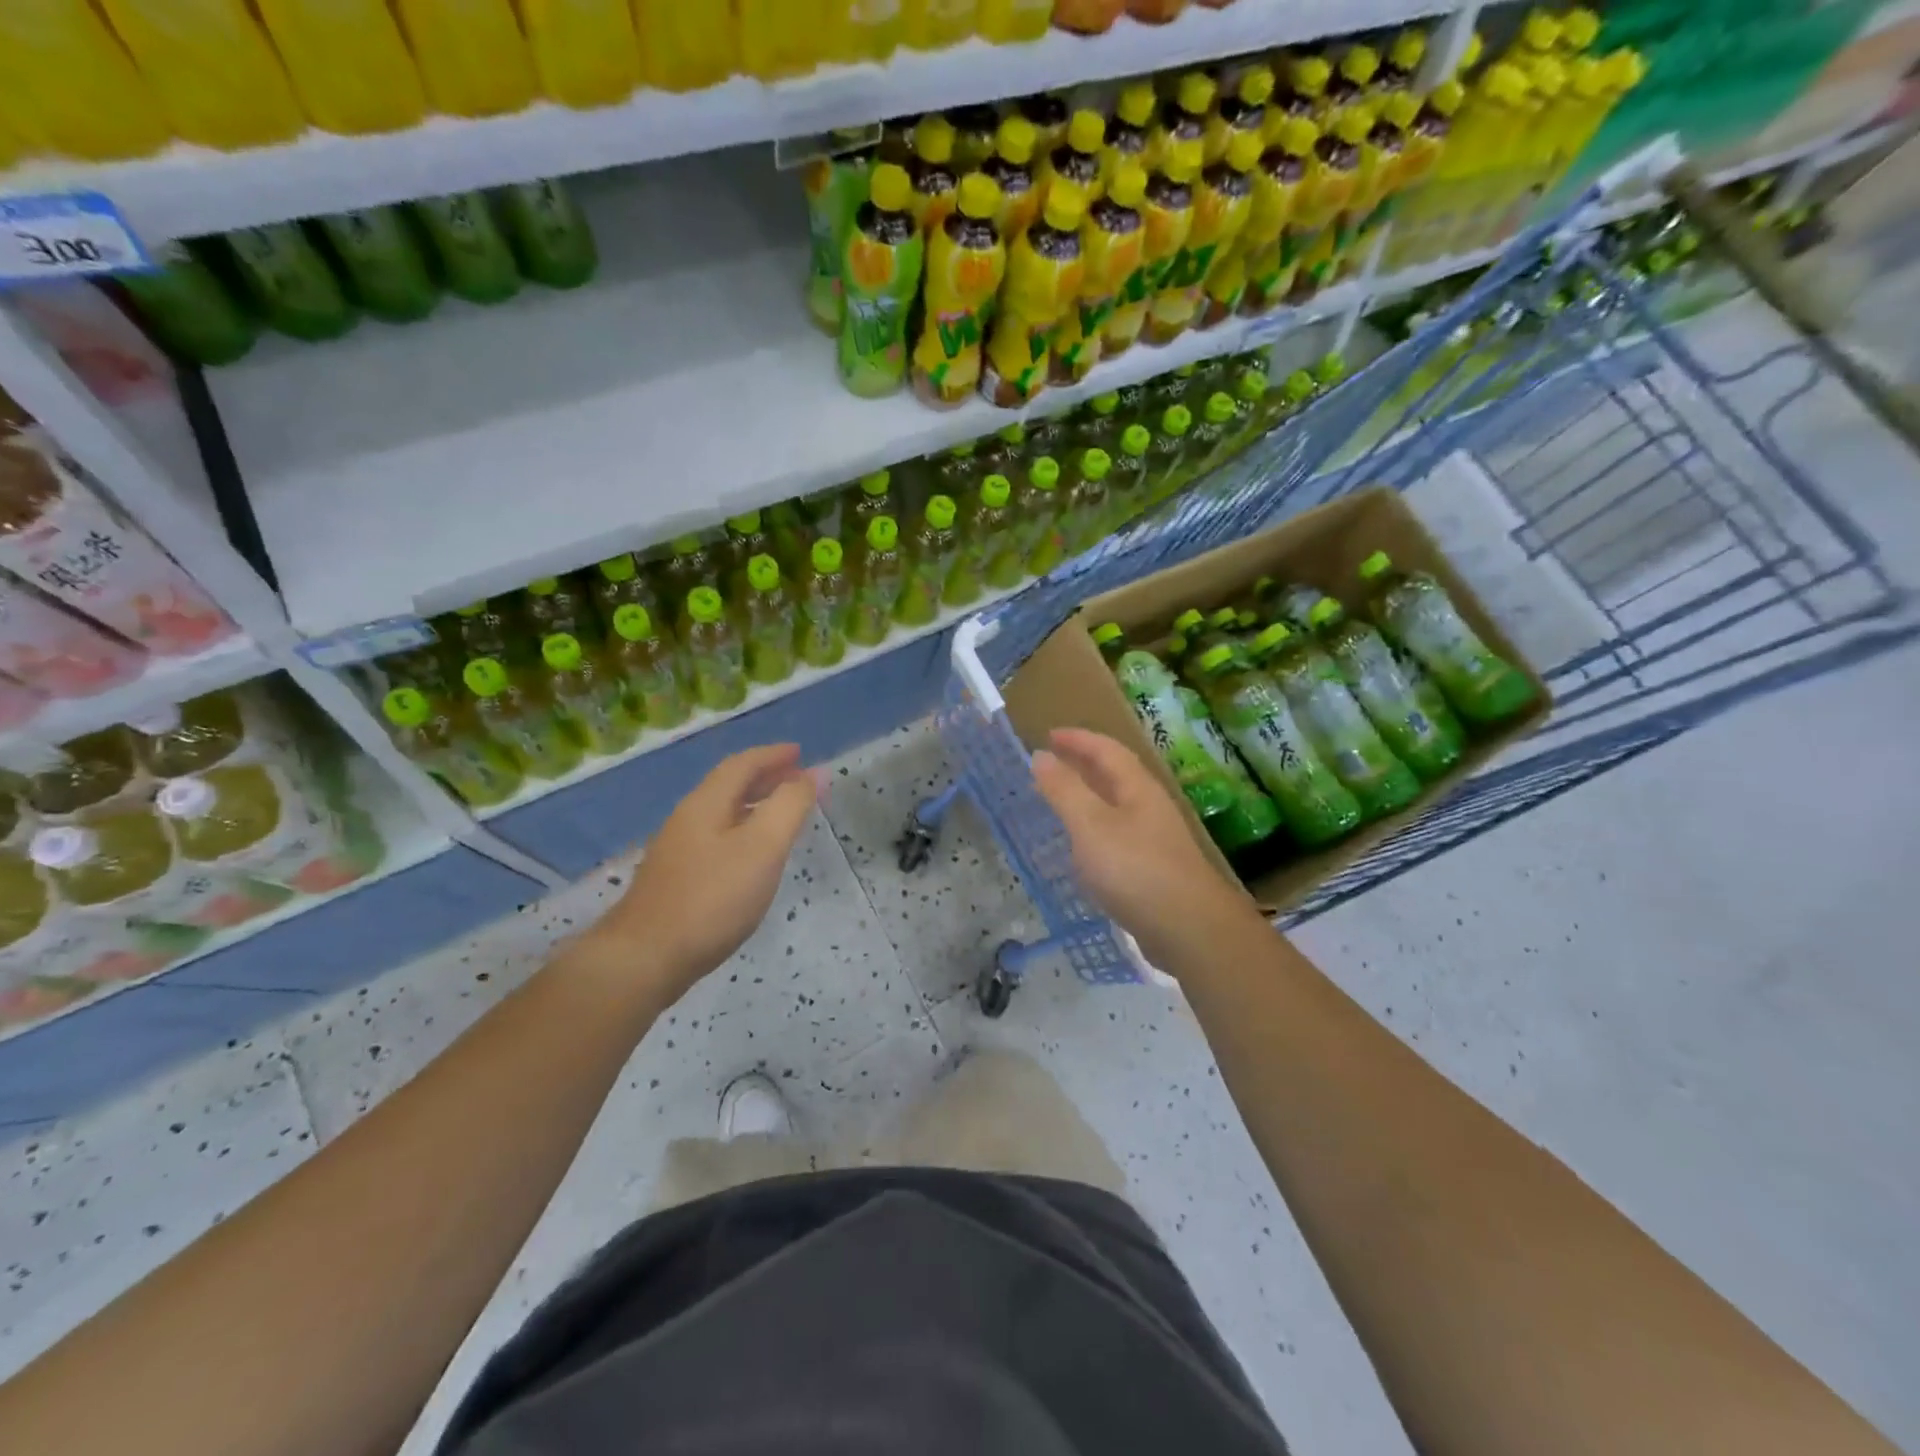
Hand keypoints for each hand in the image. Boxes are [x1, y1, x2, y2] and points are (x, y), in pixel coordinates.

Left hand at [580, 744, 818, 1003]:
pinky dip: (744, 832)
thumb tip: (815, 773)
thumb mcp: (763, 847)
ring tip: (784, 815)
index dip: (773, 755)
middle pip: (730, 786)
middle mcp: (688, 819)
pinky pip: (718, 838)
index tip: (801, 753)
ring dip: (756, 805)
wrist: (645, 958)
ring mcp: (678, 850)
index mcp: (706, 803)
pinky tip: (755, 857)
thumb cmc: (712, 898)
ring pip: (723, 813)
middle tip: (799, 780)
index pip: (742, 764)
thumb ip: (790, 807)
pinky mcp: (677, 879)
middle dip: (766, 778)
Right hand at [1033, 727, 1251, 969]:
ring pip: (1116, 805)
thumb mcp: (1090, 825)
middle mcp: (1149, 806)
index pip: (1106, 749)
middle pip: (1115, 774)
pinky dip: (1094, 829)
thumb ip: (1064, 790)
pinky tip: (1083, 849)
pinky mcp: (1153, 869)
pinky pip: (1117, 835)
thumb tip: (1041, 755)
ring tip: (1060, 802)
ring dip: (1088, 796)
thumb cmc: (1135, 869)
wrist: (1188, 928)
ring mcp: (1154, 838)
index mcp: (1137, 788)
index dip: (1077, 739)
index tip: (1048, 735)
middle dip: (1083, 764)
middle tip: (1051, 764)